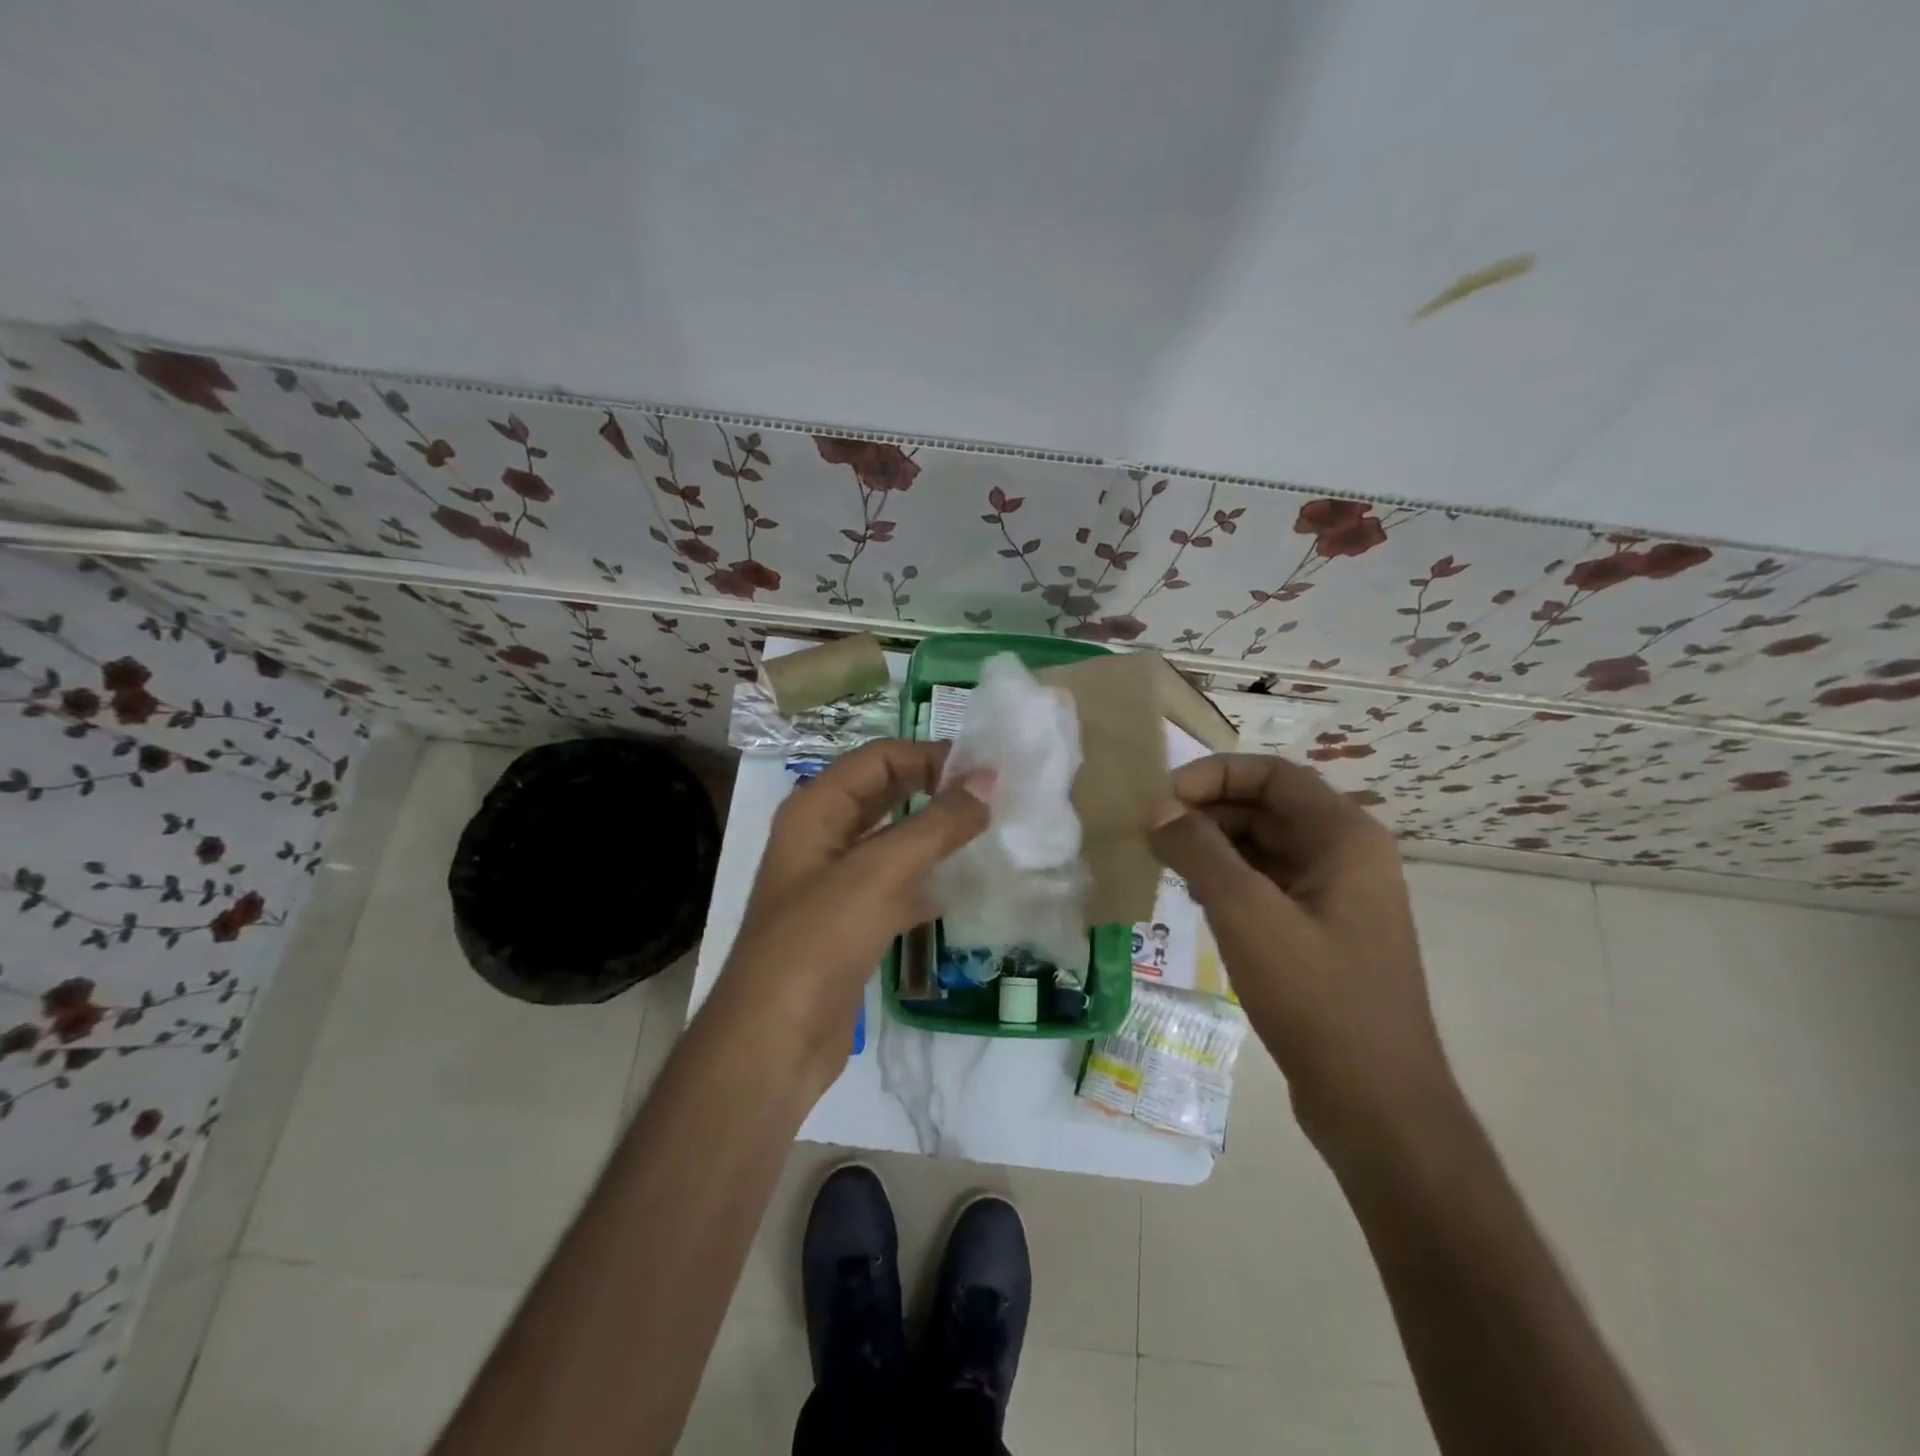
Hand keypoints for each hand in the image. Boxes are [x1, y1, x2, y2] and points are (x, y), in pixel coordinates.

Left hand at [717, 739, 990, 1087]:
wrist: (774, 1041)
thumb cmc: (819, 940)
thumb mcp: (880, 872)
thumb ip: (937, 823)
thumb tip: (988, 780)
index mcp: (816, 809)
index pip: (880, 758)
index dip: (930, 756)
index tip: (985, 771)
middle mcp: (822, 837)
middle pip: (885, 794)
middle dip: (935, 790)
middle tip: (994, 797)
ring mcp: (835, 883)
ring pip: (894, 842)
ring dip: (936, 835)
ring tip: (990, 834)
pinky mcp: (851, 924)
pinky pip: (897, 886)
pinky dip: (929, 881)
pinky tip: (966, 889)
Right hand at [1149, 753, 1457, 1153]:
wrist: (1376, 1102)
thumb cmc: (1316, 997)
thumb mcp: (1247, 914)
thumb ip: (1198, 851)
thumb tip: (1157, 809)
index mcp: (1345, 836)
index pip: (1272, 774)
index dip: (1213, 775)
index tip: (1162, 798)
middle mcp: (1348, 855)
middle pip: (1268, 807)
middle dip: (1208, 812)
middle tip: (1152, 833)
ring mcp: (1339, 896)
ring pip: (1266, 847)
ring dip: (1215, 847)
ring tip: (1164, 862)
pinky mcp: (1324, 931)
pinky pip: (1270, 884)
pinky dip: (1230, 880)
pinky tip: (1194, 899)